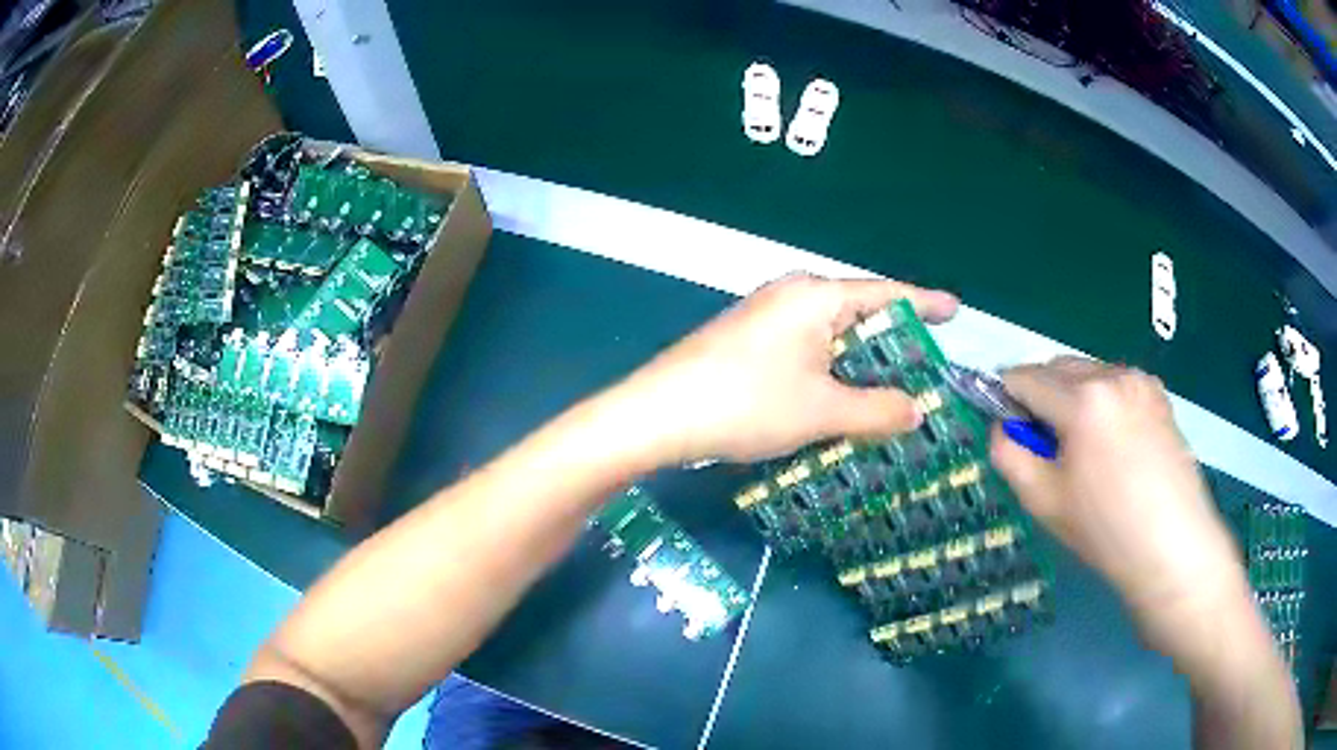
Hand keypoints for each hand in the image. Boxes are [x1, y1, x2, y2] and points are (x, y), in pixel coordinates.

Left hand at [611, 274, 958, 463]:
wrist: (657, 415)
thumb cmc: (746, 403)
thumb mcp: (822, 411)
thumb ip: (877, 410)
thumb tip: (917, 410)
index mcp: (816, 296)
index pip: (885, 294)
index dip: (924, 303)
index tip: (955, 309)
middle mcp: (792, 295)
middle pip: (859, 312)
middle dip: (894, 341)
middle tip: (929, 366)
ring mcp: (766, 316)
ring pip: (832, 335)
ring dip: (862, 362)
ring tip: (895, 389)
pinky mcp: (749, 341)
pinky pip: (808, 349)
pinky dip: (832, 370)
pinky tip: (842, 397)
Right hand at [990, 358, 1246, 646]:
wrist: (1172, 547)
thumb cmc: (1105, 530)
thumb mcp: (1043, 501)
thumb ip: (1009, 454)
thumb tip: (1003, 427)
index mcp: (1082, 399)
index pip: (1025, 376)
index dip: (1006, 396)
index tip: (1004, 422)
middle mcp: (1112, 375)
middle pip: (1058, 368)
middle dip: (1042, 396)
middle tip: (1045, 444)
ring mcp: (1140, 381)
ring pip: (1089, 374)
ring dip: (1073, 398)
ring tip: (1083, 448)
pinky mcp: (1159, 395)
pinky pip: (1116, 385)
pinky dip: (1102, 402)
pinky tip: (1113, 445)